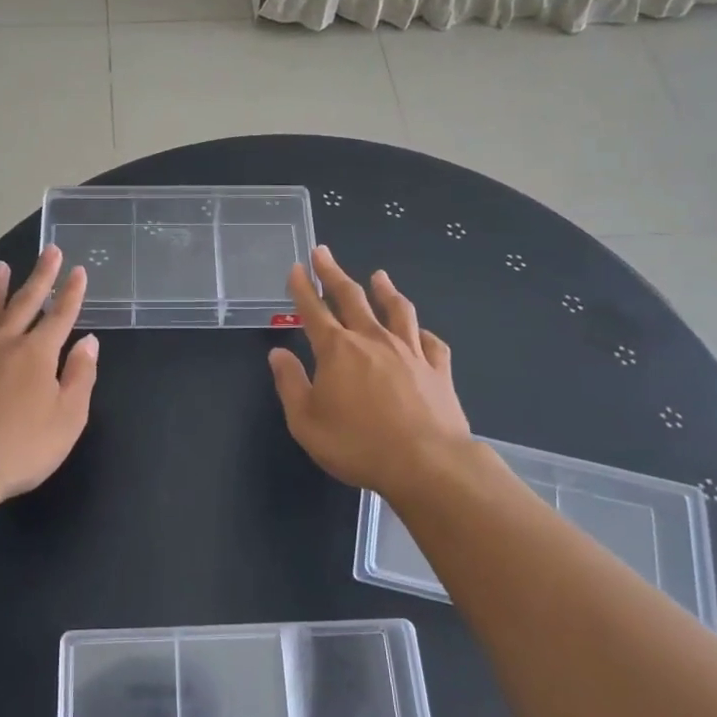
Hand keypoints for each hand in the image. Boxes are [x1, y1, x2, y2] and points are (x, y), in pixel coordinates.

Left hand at [0, 245, 98, 506]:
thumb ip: (80, 377)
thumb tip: (88, 342)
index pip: (61, 314)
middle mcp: (3, 343)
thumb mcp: (66, 418)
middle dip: (41, 275)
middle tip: (49, 250)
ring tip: (0, 267)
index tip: (78, 270)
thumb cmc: (19, 447)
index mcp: (37, 353)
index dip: (72, 293)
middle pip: (25, 301)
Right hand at [267, 246, 470, 496]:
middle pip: (351, 297)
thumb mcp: (306, 422)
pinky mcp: (437, 368)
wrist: (427, 463)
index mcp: (337, 350)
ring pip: (396, 309)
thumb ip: (290, 384)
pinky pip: (430, 341)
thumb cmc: (357, 444)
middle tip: (324, 253)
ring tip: (379, 275)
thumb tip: (278, 354)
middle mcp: (372, 339)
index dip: (302, 288)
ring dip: (384, 290)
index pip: (313, 310)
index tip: (296, 268)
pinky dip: (421, 331)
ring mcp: (409, 351)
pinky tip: (419, 330)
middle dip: (333, 273)